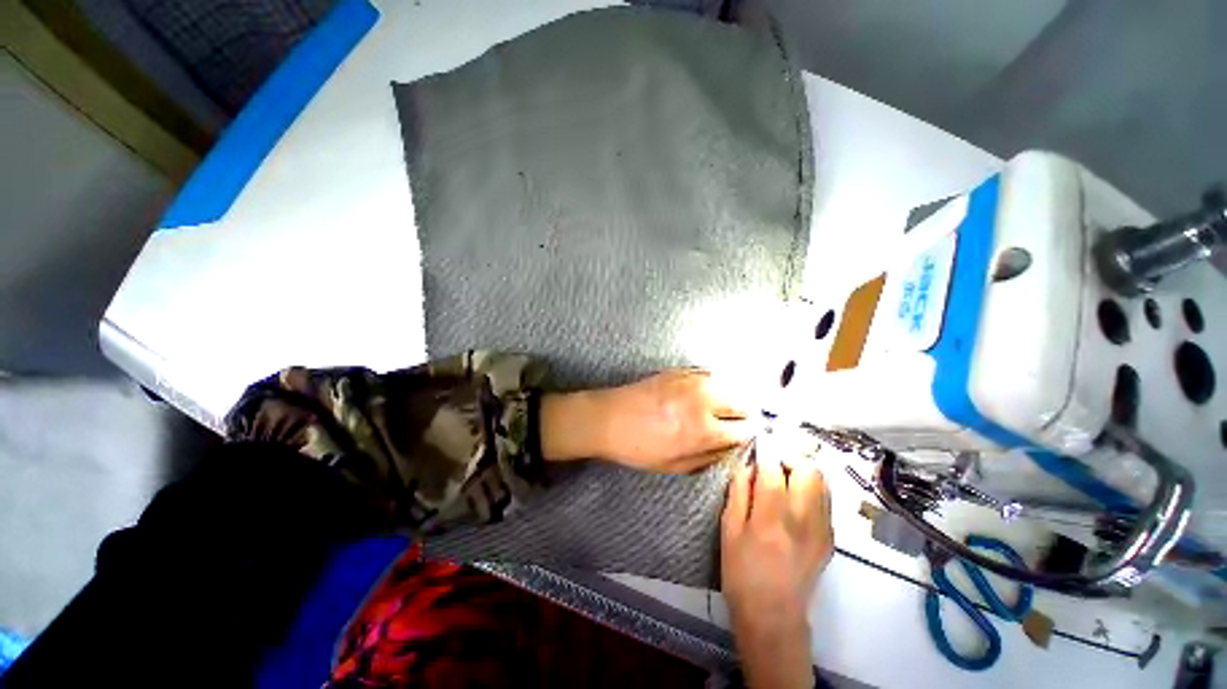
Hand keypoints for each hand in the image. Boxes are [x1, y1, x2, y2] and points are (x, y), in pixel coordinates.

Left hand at [540, 369, 750, 471]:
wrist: (607, 418)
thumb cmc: (638, 448)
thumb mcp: (674, 465)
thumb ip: (708, 457)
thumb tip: (731, 446)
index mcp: (703, 430)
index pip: (745, 429)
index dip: (747, 434)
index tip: (744, 436)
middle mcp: (703, 401)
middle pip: (743, 402)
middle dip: (744, 413)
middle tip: (735, 421)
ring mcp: (691, 380)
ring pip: (729, 383)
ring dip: (732, 396)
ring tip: (723, 407)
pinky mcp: (679, 370)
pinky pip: (708, 373)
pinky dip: (715, 383)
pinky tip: (708, 392)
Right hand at [721, 453, 833, 688]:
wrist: (774, 616)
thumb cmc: (741, 572)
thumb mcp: (729, 529)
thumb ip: (739, 492)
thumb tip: (748, 466)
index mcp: (772, 519)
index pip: (774, 470)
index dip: (767, 450)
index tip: (759, 441)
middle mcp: (803, 520)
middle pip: (809, 469)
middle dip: (790, 456)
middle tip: (772, 462)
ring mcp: (822, 529)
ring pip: (822, 481)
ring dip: (802, 470)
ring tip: (784, 476)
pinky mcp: (830, 538)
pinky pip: (825, 499)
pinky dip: (810, 488)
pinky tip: (794, 498)